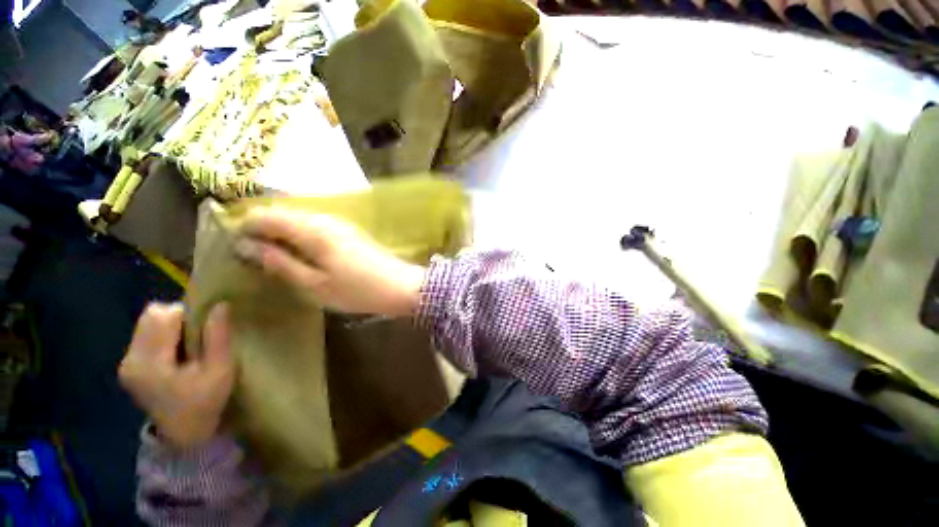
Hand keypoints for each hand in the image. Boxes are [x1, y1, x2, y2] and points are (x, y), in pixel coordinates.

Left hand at [119, 303, 233, 449]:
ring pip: (148, 323)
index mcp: (150, 362)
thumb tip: (220, 304)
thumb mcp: (220, 370)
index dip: (189, 316)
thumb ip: (218, 336)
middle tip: (197, 338)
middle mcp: (130, 359)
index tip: (205, 332)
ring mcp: (126, 363)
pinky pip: (146, 335)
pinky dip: (164, 336)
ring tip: (187, 348)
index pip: (164, 316)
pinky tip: (176, 355)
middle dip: (177, 318)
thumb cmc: (205, 403)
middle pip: (151, 315)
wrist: (184, 436)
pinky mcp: (128, 367)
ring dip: (171, 327)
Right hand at [236, 208, 425, 315]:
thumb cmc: (357, 290)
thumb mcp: (314, 284)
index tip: (234, 246)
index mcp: (312, 229)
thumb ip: (280, 263)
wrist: (400, 285)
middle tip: (252, 253)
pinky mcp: (349, 230)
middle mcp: (325, 218)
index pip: (266, 215)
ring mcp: (340, 222)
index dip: (245, 226)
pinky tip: (300, 252)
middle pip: (282, 212)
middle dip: (262, 228)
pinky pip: (315, 225)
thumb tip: (248, 246)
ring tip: (273, 255)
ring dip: (282, 231)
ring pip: (299, 218)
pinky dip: (300, 234)